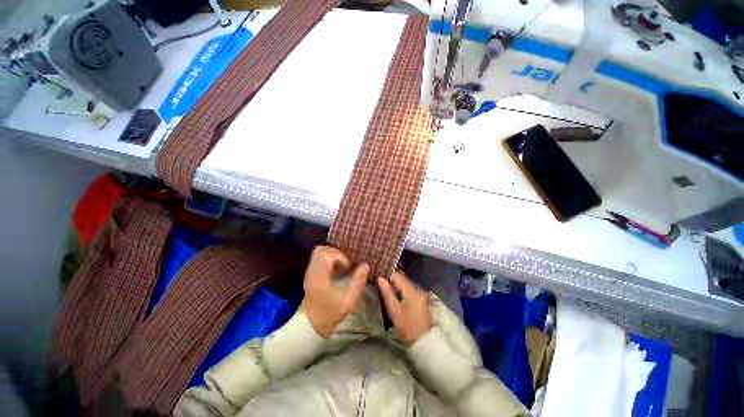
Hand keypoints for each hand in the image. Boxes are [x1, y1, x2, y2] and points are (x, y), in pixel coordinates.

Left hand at [301, 246, 368, 337]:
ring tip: (340, 267)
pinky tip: (334, 271)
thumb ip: (358, 282)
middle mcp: (312, 270)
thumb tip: (365, 265)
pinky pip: (318, 258)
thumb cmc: (329, 313)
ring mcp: (309, 271)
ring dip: (331, 255)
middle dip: (336, 253)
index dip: (340, 258)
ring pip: (319, 252)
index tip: (347, 268)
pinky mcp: (310, 274)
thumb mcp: (348, 301)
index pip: (327, 255)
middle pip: (321, 250)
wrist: (310, 325)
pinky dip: (327, 259)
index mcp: (319, 275)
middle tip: (344, 265)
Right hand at [378, 272, 433, 345]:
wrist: (424, 340)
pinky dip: (403, 291)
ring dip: (398, 287)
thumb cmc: (407, 326)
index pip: (398, 275)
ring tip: (390, 295)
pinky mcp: (422, 298)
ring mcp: (421, 293)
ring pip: (406, 284)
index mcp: (411, 290)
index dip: (388, 277)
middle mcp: (418, 288)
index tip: (381, 283)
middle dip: (393, 283)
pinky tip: (399, 299)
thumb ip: (387, 293)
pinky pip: (410, 289)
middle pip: (403, 279)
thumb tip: (380, 279)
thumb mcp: (394, 310)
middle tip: (384, 290)